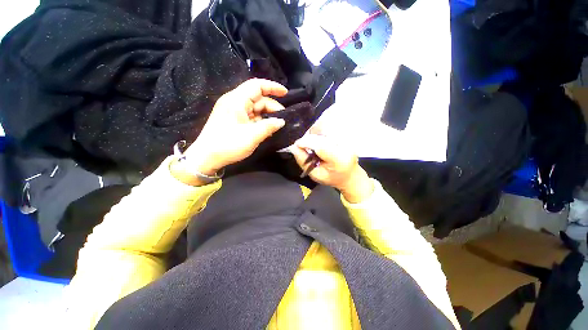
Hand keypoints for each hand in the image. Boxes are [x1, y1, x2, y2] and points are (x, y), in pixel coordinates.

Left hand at [182, 79, 287, 174]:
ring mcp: (234, 112)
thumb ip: (269, 126)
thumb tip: (281, 121)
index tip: (285, 93)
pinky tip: (267, 130)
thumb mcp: (252, 136)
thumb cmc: (228, 145)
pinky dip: (260, 122)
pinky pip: (251, 117)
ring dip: (267, 116)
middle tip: (284, 120)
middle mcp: (235, 102)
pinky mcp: (234, 120)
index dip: (272, 87)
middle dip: (272, 107)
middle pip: (258, 98)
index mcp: (236, 100)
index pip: (257, 86)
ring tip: (277, 127)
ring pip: (255, 108)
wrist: (206, 158)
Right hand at [291, 133, 373, 202]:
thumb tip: (293, 148)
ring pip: (324, 131)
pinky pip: (328, 130)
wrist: (350, 175)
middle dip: (308, 139)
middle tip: (302, 146)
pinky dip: (319, 134)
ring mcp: (346, 139)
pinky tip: (318, 142)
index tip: (296, 145)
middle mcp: (344, 146)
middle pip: (321, 136)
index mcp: (338, 159)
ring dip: (314, 136)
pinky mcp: (345, 135)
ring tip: (311, 146)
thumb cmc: (332, 178)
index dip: (306, 142)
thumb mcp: (316, 175)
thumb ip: (304, 162)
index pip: (321, 146)